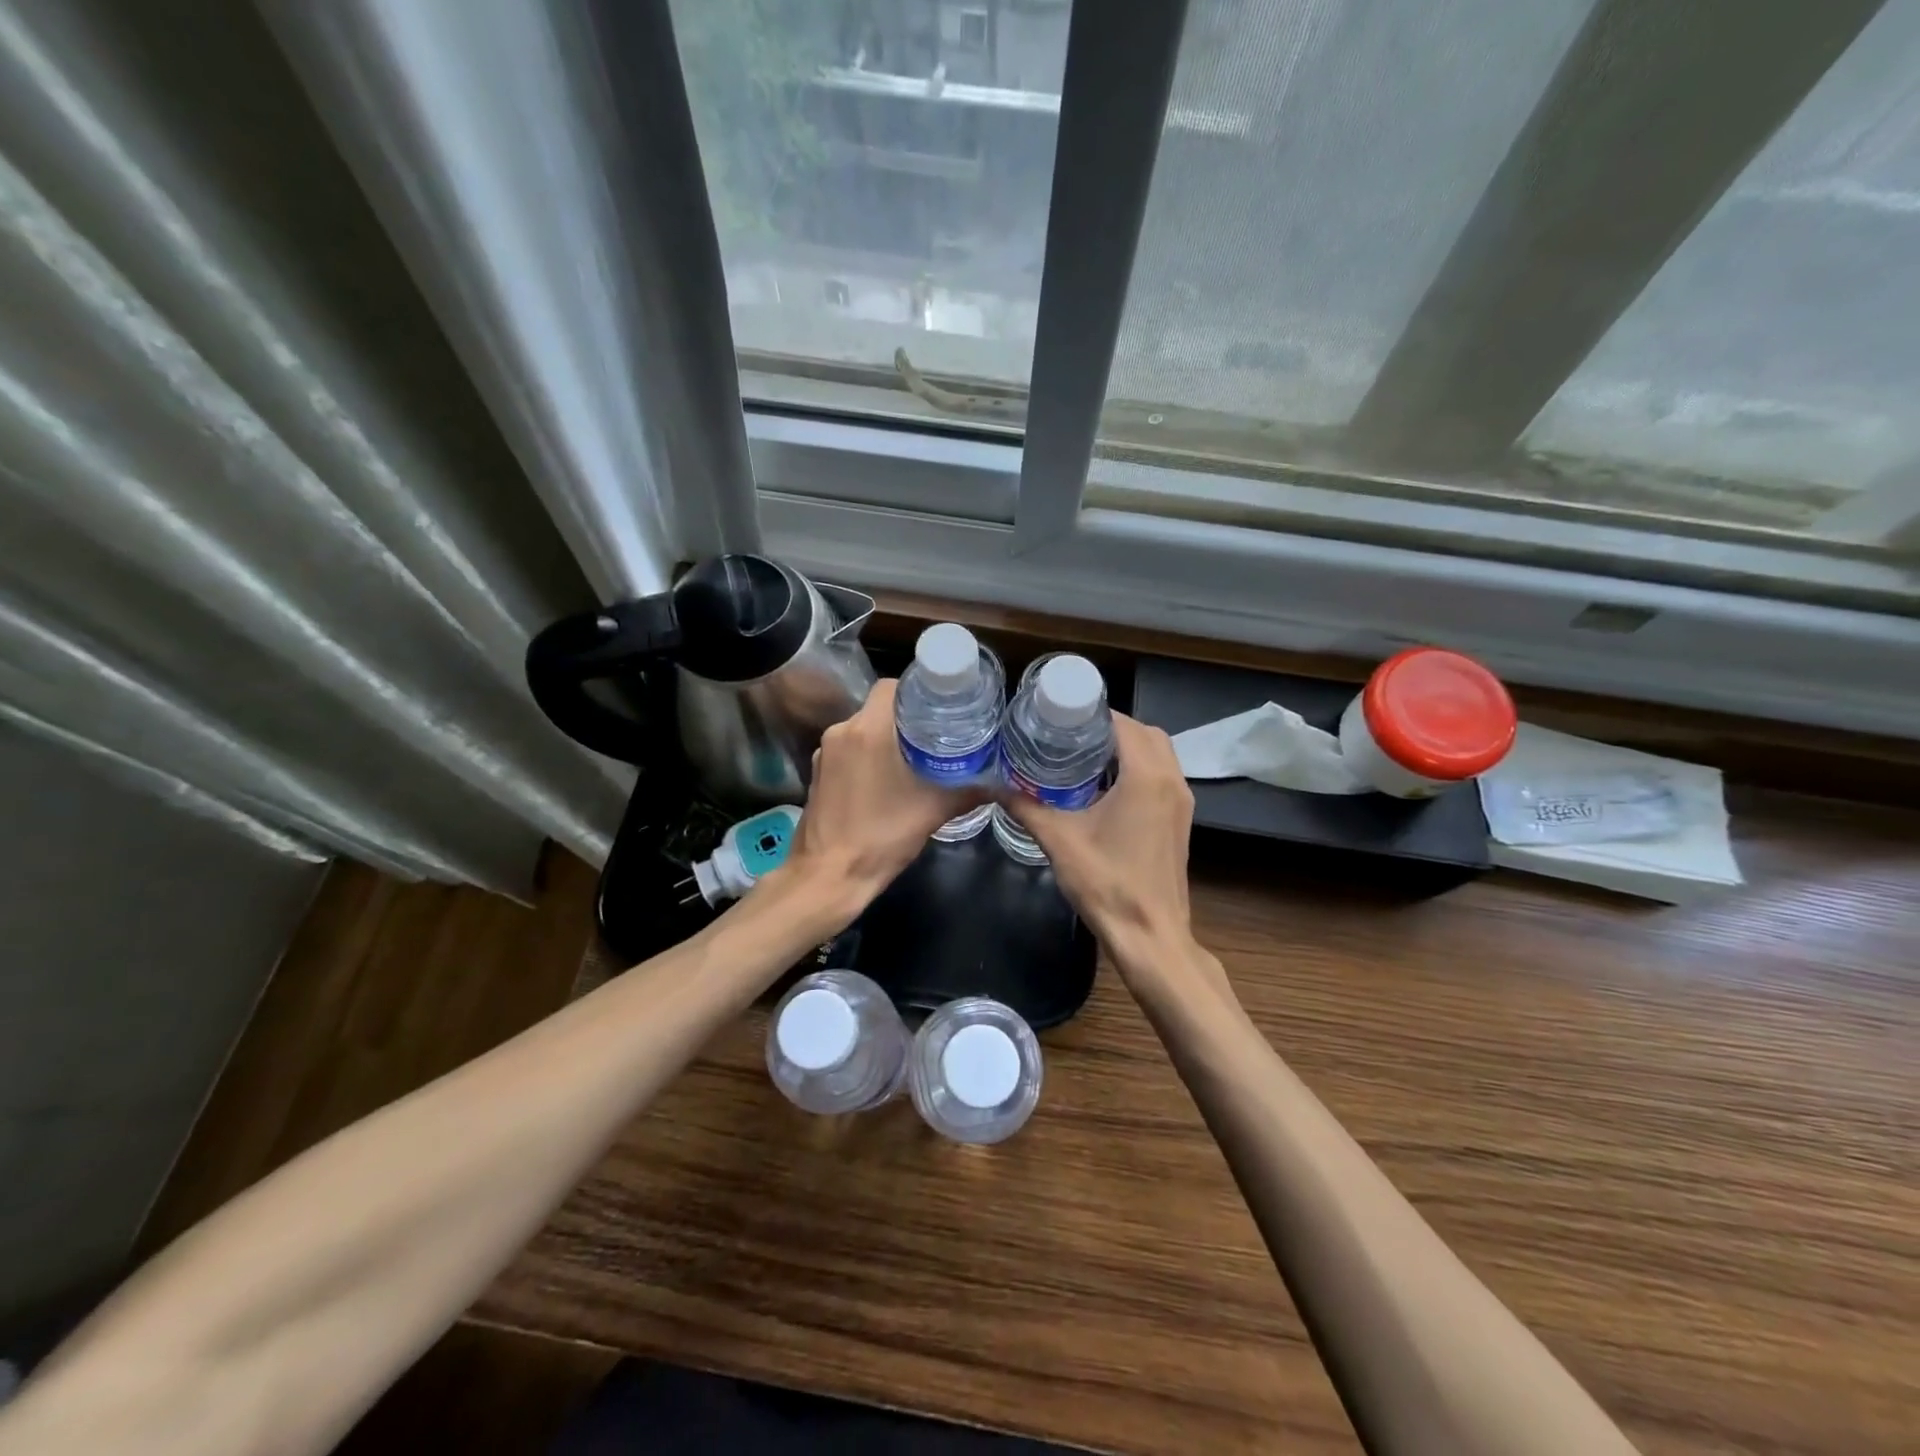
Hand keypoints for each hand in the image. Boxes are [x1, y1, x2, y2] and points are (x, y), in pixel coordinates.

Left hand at [782, 679, 981, 918]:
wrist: (827, 878)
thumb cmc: (880, 838)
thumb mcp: (932, 812)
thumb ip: (967, 791)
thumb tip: (999, 782)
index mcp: (867, 730)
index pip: (892, 686)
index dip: (918, 690)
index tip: (943, 705)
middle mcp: (841, 732)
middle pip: (879, 708)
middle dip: (908, 717)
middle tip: (940, 731)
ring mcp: (825, 754)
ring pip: (863, 730)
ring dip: (888, 738)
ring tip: (920, 754)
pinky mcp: (819, 775)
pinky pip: (849, 751)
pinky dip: (870, 756)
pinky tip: (890, 777)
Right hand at [1005, 713, 1204, 988]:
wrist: (1151, 936)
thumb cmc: (1107, 884)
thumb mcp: (1059, 841)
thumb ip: (1025, 807)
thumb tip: (994, 785)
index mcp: (1146, 777)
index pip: (1124, 724)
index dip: (1094, 713)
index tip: (1062, 714)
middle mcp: (1172, 781)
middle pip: (1146, 733)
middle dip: (1111, 727)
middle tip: (1071, 734)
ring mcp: (1181, 802)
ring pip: (1159, 754)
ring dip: (1127, 747)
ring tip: (1084, 754)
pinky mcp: (1180, 820)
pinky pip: (1162, 776)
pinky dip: (1138, 768)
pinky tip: (1104, 786)